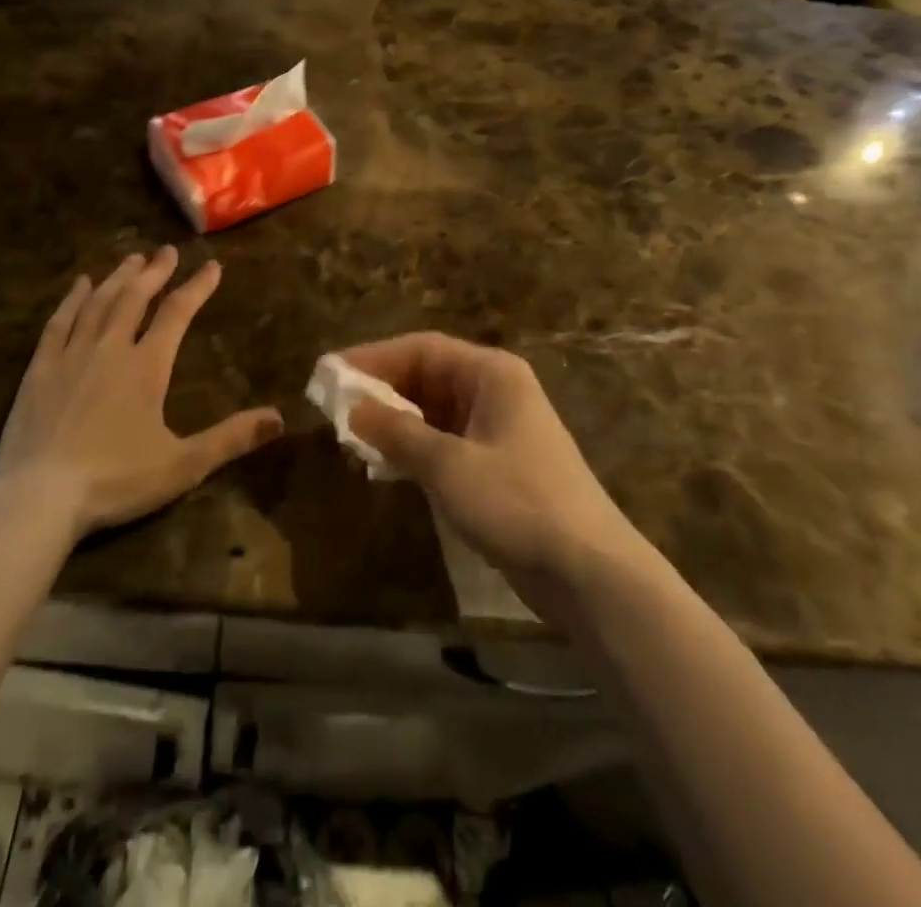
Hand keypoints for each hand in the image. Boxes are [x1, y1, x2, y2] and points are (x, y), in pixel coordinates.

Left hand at [0, 248, 283, 533]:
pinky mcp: (39, 369)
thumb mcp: (183, 465)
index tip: (212, 266)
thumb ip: (231, 438)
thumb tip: (279, 417)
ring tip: (132, 259)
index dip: (197, 288)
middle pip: (135, 298)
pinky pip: (58, 322)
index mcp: (147, 366)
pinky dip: (72, 299)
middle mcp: (110, 348)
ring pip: (98, 303)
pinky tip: (79, 285)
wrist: (39, 497)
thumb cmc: (116, 480)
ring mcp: (71, 355)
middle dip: (155, 272)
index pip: (177, 314)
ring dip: (118, 278)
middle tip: (166, 251)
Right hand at [344, 332, 638, 602]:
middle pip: (427, 377)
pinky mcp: (497, 465)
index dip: (374, 358)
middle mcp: (495, 390)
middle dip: (382, 391)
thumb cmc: (517, 502)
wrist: (589, 572)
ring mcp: (498, 429)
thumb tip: (353, 409)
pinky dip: (414, 448)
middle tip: (335, 409)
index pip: (421, 348)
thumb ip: (398, 433)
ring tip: (351, 439)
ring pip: (433, 411)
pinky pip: (444, 441)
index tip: (331, 373)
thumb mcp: (448, 465)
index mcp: (490, 373)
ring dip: (394, 423)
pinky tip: (384, 467)